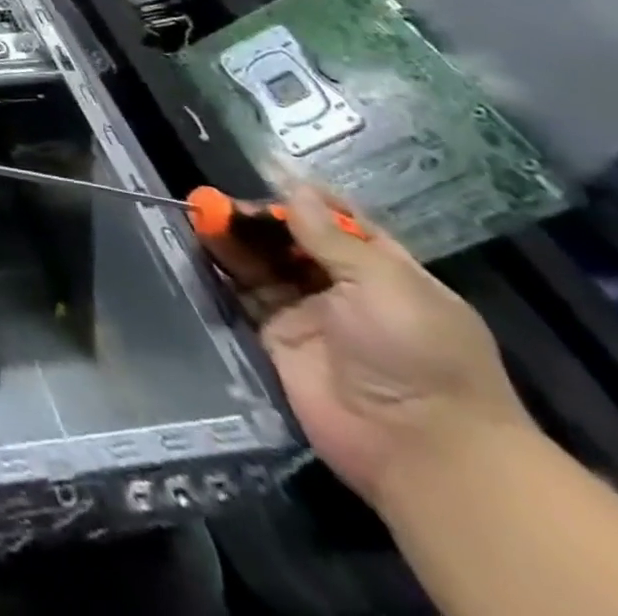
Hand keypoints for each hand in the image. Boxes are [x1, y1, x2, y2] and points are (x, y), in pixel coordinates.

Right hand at [224, 186, 533, 510]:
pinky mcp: (276, 338)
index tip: (263, 169)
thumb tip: (293, 185)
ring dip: (233, 237)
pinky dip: (221, 270)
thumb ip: (330, 235)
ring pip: (262, 263)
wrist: (418, 449)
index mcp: (385, 272)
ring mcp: (308, 315)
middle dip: (257, 216)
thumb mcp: (384, 283)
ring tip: (199, 213)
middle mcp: (344, 288)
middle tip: (217, 200)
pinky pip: (243, 295)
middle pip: (291, 239)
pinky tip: (199, 245)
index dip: (303, 196)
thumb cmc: (418, 354)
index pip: (339, 221)